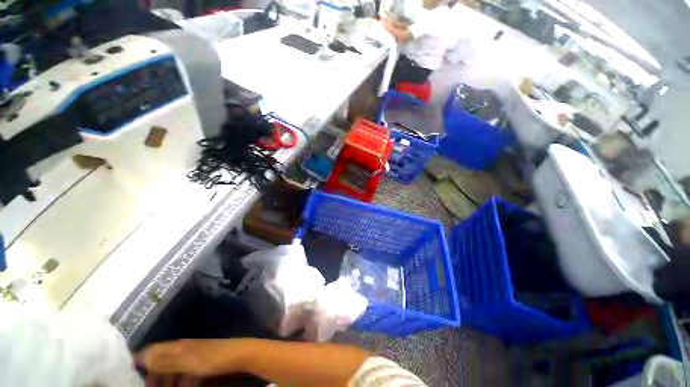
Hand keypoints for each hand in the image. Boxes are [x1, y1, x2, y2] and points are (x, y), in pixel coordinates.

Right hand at [137, 339, 243, 376]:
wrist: (237, 354)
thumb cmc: (210, 358)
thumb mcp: (184, 361)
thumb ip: (164, 360)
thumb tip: (141, 357)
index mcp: (177, 346)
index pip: (153, 349)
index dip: (141, 358)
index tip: (130, 370)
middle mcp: (183, 347)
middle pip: (162, 360)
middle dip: (153, 374)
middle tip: (146, 386)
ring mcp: (193, 354)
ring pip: (172, 367)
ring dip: (165, 379)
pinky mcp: (202, 361)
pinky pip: (185, 371)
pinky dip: (180, 380)